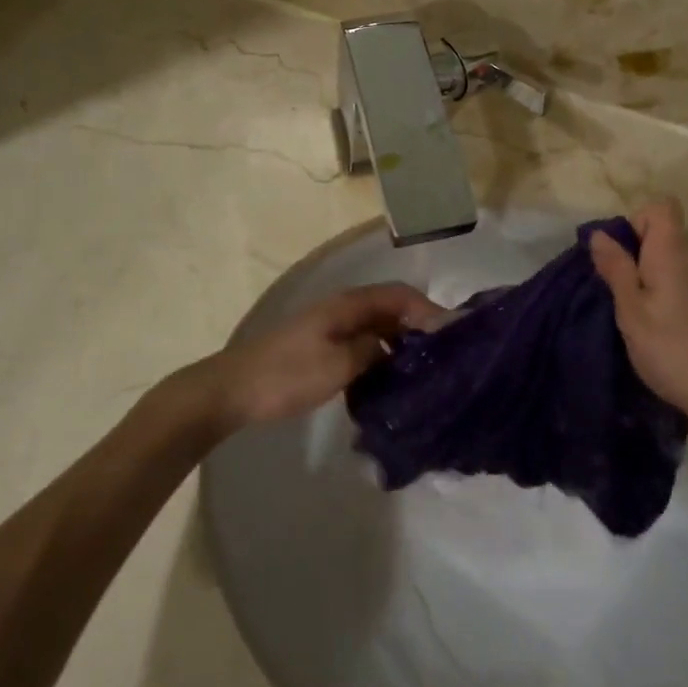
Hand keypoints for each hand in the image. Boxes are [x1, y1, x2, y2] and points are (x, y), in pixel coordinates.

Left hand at [179, 283, 442, 432]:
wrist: (232, 390)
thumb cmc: (286, 374)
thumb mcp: (338, 365)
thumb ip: (373, 351)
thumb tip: (396, 348)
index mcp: (348, 305)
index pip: (400, 296)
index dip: (429, 311)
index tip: (455, 337)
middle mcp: (342, 309)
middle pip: (391, 310)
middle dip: (419, 329)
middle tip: (444, 359)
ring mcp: (330, 328)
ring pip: (377, 330)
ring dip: (400, 346)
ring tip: (423, 373)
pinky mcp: (321, 348)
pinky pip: (362, 346)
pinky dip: (380, 358)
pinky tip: (388, 383)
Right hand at [588, 199, 687, 443]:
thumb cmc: (675, 352)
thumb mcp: (632, 313)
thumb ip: (616, 270)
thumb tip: (600, 234)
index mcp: (673, 254)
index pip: (661, 207)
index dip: (636, 222)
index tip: (620, 256)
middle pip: (668, 239)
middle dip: (641, 258)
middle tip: (622, 299)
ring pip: (681, 268)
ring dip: (660, 283)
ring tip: (647, 324)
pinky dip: (680, 303)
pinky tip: (676, 340)